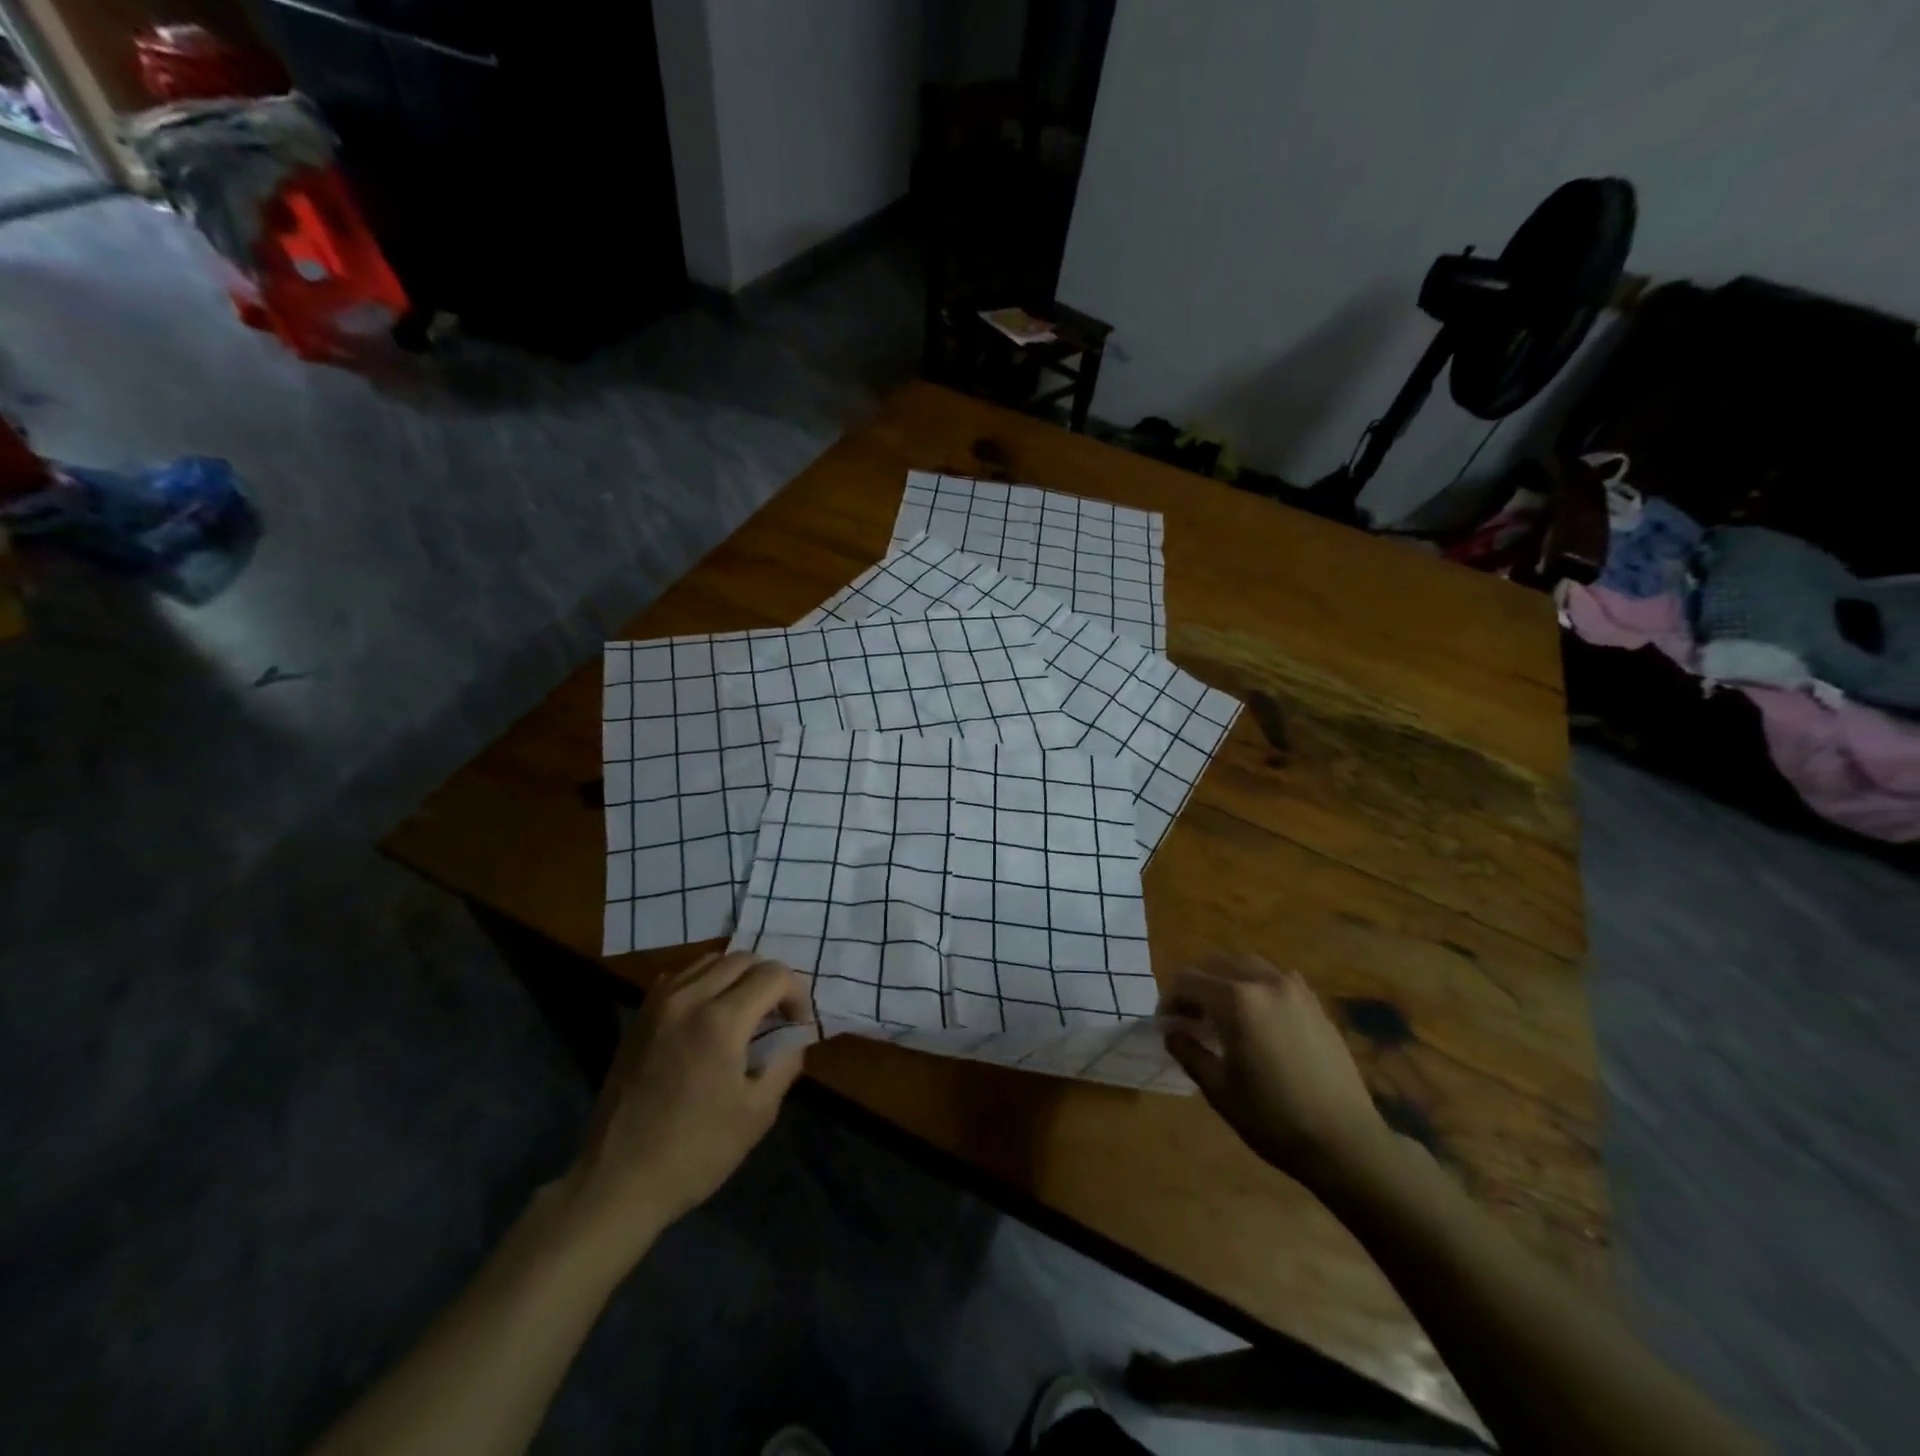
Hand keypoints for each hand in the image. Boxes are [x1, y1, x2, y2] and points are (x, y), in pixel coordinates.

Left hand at [562, 951, 811, 1252]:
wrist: (618, 1181)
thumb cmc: (695, 1152)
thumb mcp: (758, 1113)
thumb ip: (786, 1062)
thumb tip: (795, 1035)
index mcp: (722, 1021)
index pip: (774, 975)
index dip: (797, 994)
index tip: (798, 1026)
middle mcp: (689, 998)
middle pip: (744, 959)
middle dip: (770, 981)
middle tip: (777, 1016)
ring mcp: (659, 1003)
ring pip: (712, 961)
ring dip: (738, 977)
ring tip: (746, 1012)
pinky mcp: (640, 1016)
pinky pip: (682, 976)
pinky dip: (705, 983)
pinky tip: (709, 1016)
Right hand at [1161, 954, 1393, 1189]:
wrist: (1346, 1142)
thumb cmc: (1273, 1118)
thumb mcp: (1218, 1088)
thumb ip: (1187, 1051)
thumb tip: (1171, 1031)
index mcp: (1235, 1000)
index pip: (1187, 981)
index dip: (1169, 1000)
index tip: (1165, 1024)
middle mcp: (1263, 981)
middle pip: (1214, 964)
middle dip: (1194, 986)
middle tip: (1187, 1018)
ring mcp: (1293, 989)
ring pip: (1245, 965)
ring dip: (1224, 981)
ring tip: (1219, 1014)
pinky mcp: (1314, 1002)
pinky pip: (1273, 978)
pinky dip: (1254, 986)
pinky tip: (1255, 1018)